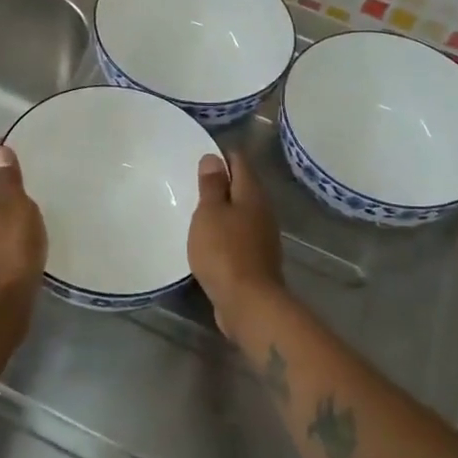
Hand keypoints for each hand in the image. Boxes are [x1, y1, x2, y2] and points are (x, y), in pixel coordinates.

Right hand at [188, 150, 284, 342]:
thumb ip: (211, 185)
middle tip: (194, 180)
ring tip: (198, 208)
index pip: (239, 162)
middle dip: (222, 182)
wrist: (248, 302)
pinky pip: (240, 235)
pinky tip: (210, 238)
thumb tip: (214, 158)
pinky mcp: (256, 259)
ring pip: (242, 212)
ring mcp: (262, 236)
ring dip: (224, 209)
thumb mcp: (210, 213)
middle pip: (243, 186)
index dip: (221, 155)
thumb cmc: (224, 251)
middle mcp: (262, 211)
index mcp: (252, 194)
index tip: (200, 155)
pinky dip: (226, 231)